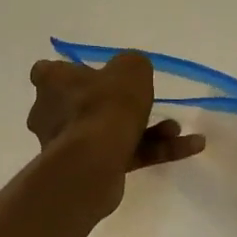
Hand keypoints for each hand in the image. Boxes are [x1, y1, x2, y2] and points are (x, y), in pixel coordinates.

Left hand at [27, 53, 204, 212]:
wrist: (95, 161)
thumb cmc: (105, 105)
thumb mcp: (131, 69)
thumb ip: (132, 65)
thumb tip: (131, 72)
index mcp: (51, 83)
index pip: (47, 72)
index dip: (68, 72)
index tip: (93, 73)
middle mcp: (50, 113)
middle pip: (81, 105)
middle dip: (116, 106)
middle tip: (143, 103)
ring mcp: (66, 146)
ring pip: (108, 132)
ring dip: (145, 130)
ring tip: (175, 129)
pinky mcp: (86, 171)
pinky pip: (124, 156)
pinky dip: (153, 150)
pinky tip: (188, 147)